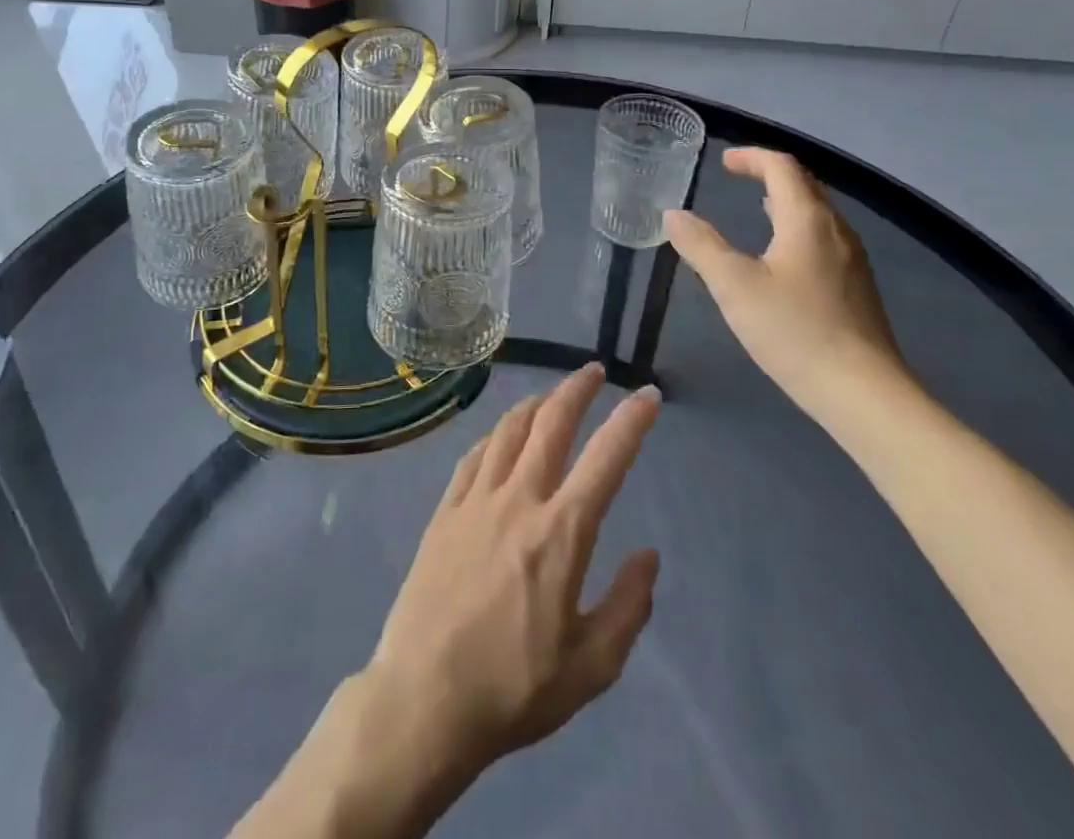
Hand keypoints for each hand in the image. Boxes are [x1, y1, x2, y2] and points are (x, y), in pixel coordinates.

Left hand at [362, 364, 661, 777]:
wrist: (424, 700)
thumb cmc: (514, 689)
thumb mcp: (591, 667)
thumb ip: (628, 607)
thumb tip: (648, 557)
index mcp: (561, 533)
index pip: (606, 459)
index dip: (632, 421)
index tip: (649, 395)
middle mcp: (519, 500)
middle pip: (551, 422)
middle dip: (577, 389)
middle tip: (595, 371)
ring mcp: (476, 500)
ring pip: (508, 429)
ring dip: (536, 403)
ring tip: (551, 396)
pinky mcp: (444, 511)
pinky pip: (473, 456)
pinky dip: (494, 436)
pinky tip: (500, 437)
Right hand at [664, 147, 905, 410]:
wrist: (862, 392)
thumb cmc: (794, 331)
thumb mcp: (734, 286)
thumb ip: (701, 246)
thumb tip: (674, 214)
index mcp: (807, 220)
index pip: (782, 167)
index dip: (751, 157)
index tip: (723, 161)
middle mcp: (835, 230)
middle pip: (804, 184)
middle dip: (769, 173)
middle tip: (737, 176)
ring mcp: (852, 259)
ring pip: (817, 212)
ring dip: (785, 200)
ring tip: (757, 206)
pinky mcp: (856, 286)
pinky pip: (823, 237)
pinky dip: (797, 226)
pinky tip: (783, 254)